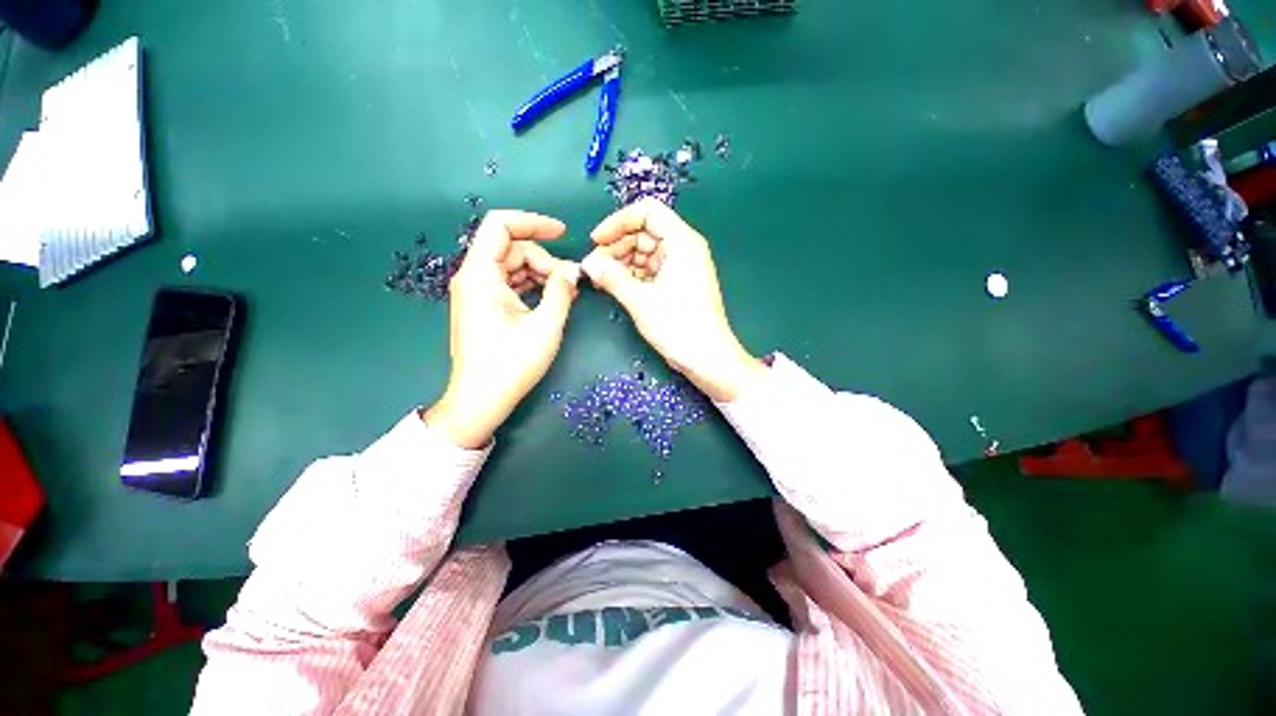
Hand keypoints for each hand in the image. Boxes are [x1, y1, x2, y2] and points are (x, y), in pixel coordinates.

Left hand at [424, 210, 580, 448]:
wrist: (479, 401)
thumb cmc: (511, 365)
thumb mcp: (545, 326)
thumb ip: (561, 291)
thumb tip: (573, 270)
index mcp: (481, 275)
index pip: (501, 225)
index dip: (534, 222)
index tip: (563, 233)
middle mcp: (473, 277)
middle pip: (512, 248)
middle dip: (544, 259)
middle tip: (570, 283)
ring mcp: (476, 293)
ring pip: (512, 266)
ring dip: (540, 273)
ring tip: (565, 292)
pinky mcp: (482, 307)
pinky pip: (509, 283)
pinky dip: (531, 285)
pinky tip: (550, 298)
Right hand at [581, 198, 765, 401]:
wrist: (707, 358)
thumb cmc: (679, 327)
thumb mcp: (641, 300)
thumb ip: (612, 277)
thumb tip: (588, 262)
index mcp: (682, 242)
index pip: (647, 212)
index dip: (618, 222)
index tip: (596, 240)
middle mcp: (683, 248)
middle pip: (644, 232)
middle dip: (616, 246)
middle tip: (593, 266)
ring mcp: (680, 266)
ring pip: (644, 252)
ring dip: (620, 262)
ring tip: (599, 278)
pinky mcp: (676, 283)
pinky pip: (649, 270)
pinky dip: (631, 275)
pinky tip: (613, 285)